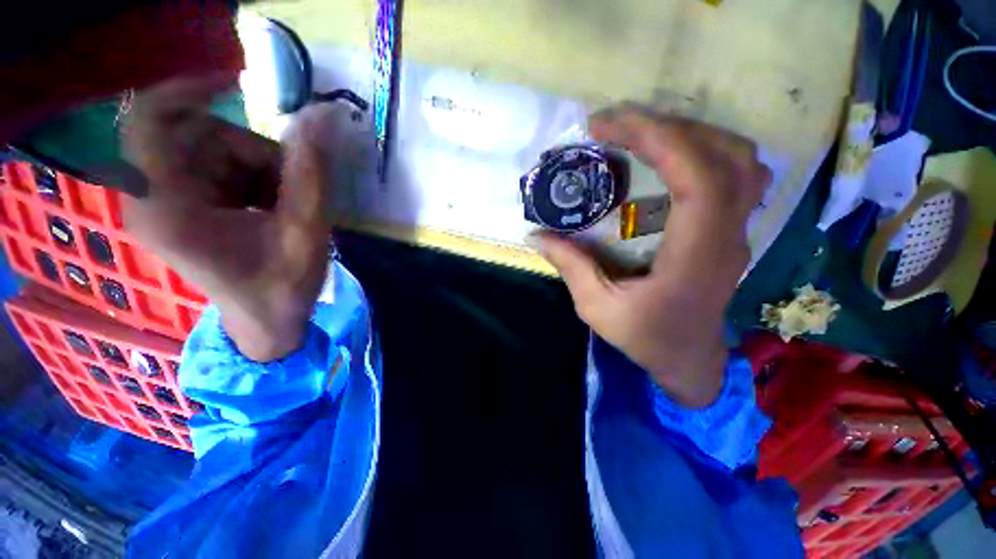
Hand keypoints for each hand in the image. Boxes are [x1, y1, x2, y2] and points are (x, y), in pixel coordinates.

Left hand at [122, 74, 350, 361]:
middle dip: (254, 153)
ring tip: (287, 207)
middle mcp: (152, 195)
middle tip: (293, 188)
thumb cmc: (283, 288)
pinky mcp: (184, 204)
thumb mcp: (305, 231)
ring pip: (214, 149)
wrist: (266, 322)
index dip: (191, 89)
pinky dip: (254, 178)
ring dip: (260, 168)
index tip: (241, 87)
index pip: (151, 119)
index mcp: (165, 206)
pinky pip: (219, 166)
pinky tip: (274, 208)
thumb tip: (319, 116)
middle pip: (198, 134)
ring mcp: (166, 199)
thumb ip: (310, 173)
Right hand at [537, 105, 770, 406]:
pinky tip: (673, 156)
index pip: (699, 179)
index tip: (608, 126)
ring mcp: (738, 230)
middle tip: (617, 124)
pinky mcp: (732, 229)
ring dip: (690, 133)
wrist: (689, 358)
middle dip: (668, 126)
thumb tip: (537, 235)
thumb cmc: (647, 338)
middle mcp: (728, 236)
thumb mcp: (598, 309)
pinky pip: (738, 174)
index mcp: (696, 257)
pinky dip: (707, 150)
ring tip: (642, 132)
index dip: (658, 139)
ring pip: (739, 158)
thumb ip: (571, 267)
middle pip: (724, 155)